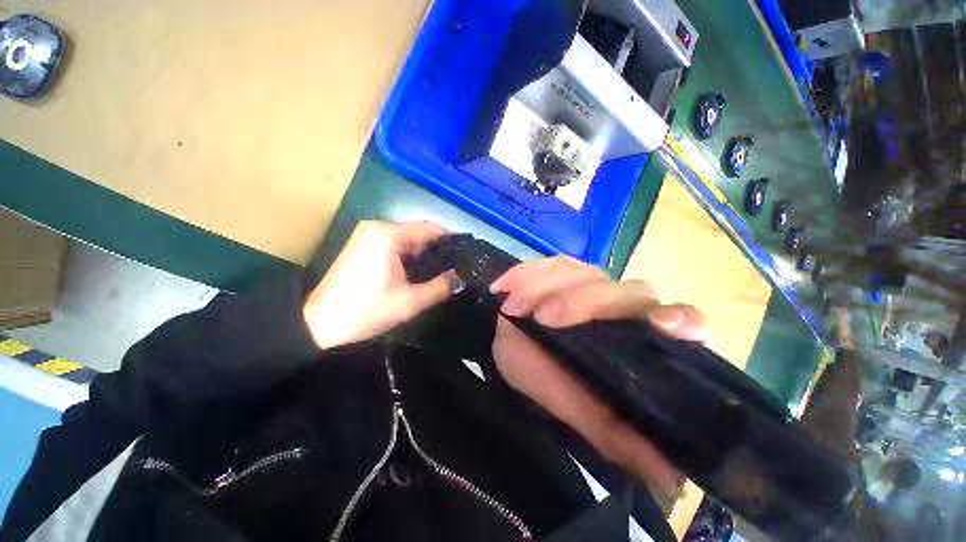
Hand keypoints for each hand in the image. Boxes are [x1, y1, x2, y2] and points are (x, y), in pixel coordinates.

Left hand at [303, 221, 458, 349]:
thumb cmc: (366, 310)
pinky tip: (417, 272)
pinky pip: (395, 244)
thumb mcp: (410, 301)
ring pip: (408, 239)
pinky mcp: (363, 244)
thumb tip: (461, 277)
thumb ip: (441, 287)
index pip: (430, 228)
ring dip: (423, 255)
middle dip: (437, 251)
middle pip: (419, 232)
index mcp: (389, 235)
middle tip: (455, 269)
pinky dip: (409, 256)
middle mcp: (378, 227)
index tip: (465, 257)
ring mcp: (368, 234)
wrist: (319, 323)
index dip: (451, 242)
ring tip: (440, 273)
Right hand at [490, 256, 708, 498]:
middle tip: (543, 318)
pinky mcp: (560, 269)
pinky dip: (525, 274)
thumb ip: (616, 434)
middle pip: (628, 290)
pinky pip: (548, 263)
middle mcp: (622, 306)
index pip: (682, 321)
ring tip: (513, 307)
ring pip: (584, 273)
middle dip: (585, 301)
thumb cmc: (542, 378)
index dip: (680, 319)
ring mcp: (590, 281)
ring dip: (545, 287)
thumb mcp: (575, 408)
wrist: (505, 347)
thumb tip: (672, 480)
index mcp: (638, 340)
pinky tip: (506, 287)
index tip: (661, 325)